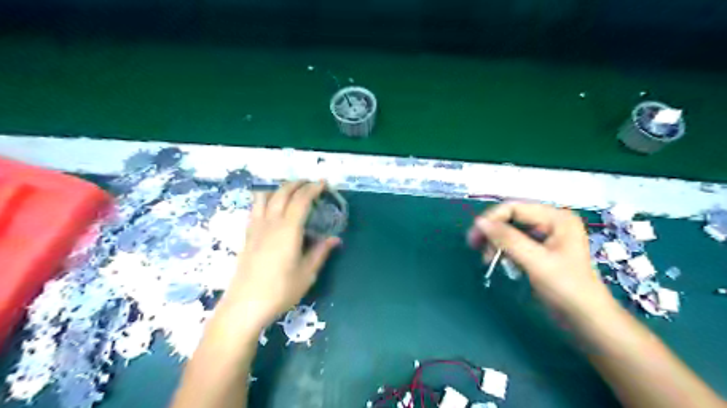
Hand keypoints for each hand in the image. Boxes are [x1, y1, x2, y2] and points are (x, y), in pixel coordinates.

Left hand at [224, 182, 339, 327]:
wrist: (244, 306)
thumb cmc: (280, 290)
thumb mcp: (307, 273)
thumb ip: (321, 252)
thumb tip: (335, 239)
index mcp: (288, 230)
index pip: (301, 200)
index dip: (313, 188)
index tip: (323, 183)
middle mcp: (270, 222)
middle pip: (283, 192)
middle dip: (298, 184)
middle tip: (310, 184)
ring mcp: (256, 227)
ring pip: (265, 196)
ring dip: (280, 188)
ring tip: (291, 192)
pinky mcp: (247, 235)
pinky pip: (255, 208)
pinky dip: (266, 199)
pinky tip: (271, 207)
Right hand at [468, 205, 615, 319]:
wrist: (585, 320)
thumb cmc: (566, 288)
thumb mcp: (535, 261)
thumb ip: (507, 239)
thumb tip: (479, 222)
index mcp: (556, 218)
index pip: (515, 207)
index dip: (492, 219)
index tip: (474, 237)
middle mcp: (550, 222)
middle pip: (511, 218)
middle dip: (493, 232)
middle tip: (474, 247)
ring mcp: (545, 236)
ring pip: (510, 230)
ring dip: (496, 242)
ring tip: (487, 259)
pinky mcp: (539, 250)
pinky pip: (514, 243)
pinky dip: (503, 251)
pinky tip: (498, 261)